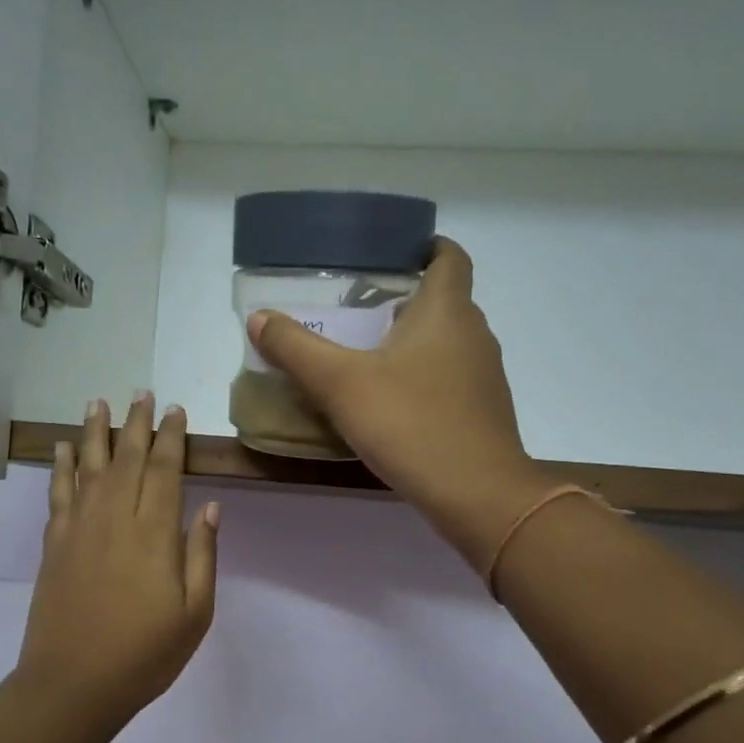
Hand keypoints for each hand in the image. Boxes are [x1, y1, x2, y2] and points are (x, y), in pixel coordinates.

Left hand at [12, 394, 219, 734]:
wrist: (73, 684)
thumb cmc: (144, 655)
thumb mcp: (194, 614)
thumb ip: (202, 556)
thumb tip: (208, 507)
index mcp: (154, 535)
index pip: (164, 471)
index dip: (170, 438)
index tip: (174, 411)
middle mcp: (115, 520)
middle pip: (126, 459)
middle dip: (135, 424)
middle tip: (141, 393)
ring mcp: (79, 530)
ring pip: (89, 467)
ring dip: (95, 432)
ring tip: (98, 402)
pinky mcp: (54, 545)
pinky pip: (58, 494)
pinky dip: (61, 467)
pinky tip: (63, 449)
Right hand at [247, 239, 545, 568]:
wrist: (477, 494)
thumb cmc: (411, 424)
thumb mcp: (341, 384)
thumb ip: (296, 349)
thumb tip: (259, 317)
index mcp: (446, 310)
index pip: (449, 257)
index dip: (425, 248)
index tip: (391, 256)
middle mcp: (474, 334)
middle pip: (443, 301)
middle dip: (404, 299)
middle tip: (357, 311)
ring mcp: (484, 376)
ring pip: (447, 343)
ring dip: (412, 342)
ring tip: (366, 357)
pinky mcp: (483, 412)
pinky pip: (451, 380)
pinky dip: (423, 379)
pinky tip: (392, 404)